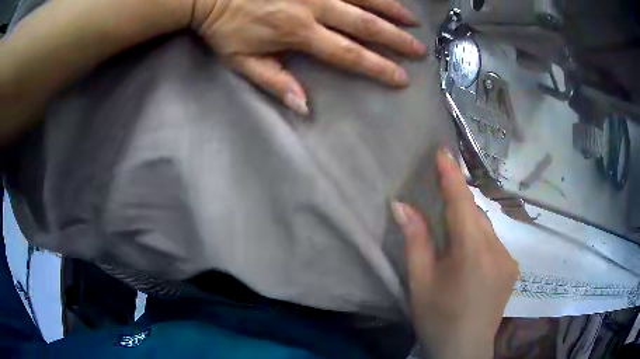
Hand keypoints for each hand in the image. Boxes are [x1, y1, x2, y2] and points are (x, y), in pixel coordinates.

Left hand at [190, 0, 425, 114]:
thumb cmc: (224, 28)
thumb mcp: (242, 61)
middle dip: (395, 39)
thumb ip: (274, 81)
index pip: (348, 54)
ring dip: (392, 10)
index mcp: (299, 33)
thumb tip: (305, 107)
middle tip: (419, 50)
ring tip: (412, 22)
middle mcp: (314, 8)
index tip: (401, 77)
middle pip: (364, 25)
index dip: (377, 67)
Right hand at [391, 149, 518, 358]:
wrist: (464, 350)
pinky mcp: (512, 269)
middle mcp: (497, 250)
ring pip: (487, 228)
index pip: (462, 203)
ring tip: (452, 237)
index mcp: (472, 253)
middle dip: (458, 202)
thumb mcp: (420, 282)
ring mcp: (509, 260)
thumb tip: (401, 204)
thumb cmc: (437, 318)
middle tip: (439, 195)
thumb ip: (415, 241)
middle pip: (476, 215)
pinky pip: (494, 242)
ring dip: (469, 223)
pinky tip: (468, 257)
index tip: (443, 150)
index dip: (451, 175)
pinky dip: (479, 239)